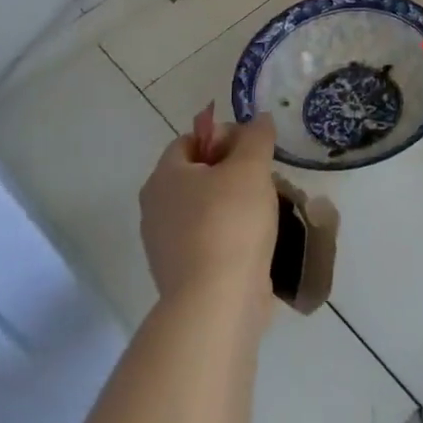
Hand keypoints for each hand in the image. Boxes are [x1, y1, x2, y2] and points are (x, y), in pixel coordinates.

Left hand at [139, 112, 278, 325]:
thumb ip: (256, 136)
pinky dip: (231, 237)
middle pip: (198, 175)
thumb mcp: (250, 167)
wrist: (216, 303)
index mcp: (164, 177)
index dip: (223, 136)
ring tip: (267, 210)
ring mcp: (165, 246)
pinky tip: (257, 242)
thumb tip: (259, 120)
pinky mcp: (182, 276)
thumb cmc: (230, 222)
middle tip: (264, 178)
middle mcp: (155, 209)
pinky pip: (209, 241)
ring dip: (234, 205)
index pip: (190, 140)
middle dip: (232, 172)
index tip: (254, 149)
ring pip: (205, 210)